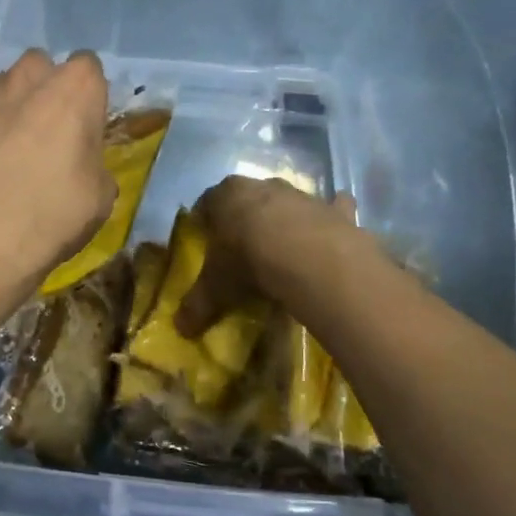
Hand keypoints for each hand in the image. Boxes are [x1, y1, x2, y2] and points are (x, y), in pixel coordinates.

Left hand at [0, 49, 114, 292]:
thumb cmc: (55, 212)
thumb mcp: (100, 195)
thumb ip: (94, 163)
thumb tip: (82, 164)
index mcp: (75, 88)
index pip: (89, 66)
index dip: (88, 93)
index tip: (86, 121)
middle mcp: (29, 79)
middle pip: (40, 64)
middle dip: (45, 86)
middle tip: (49, 126)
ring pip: (2, 83)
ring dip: (10, 102)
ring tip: (11, 142)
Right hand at [174, 176, 357, 335]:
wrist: (309, 257)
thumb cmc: (249, 261)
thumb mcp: (217, 286)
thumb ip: (198, 304)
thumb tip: (179, 329)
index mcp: (227, 196)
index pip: (208, 201)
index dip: (205, 218)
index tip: (205, 236)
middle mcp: (263, 186)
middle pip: (249, 196)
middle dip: (245, 214)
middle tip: (243, 242)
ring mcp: (301, 195)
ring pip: (289, 200)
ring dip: (286, 216)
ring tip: (284, 244)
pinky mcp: (334, 210)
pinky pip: (335, 206)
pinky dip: (335, 213)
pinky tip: (332, 229)